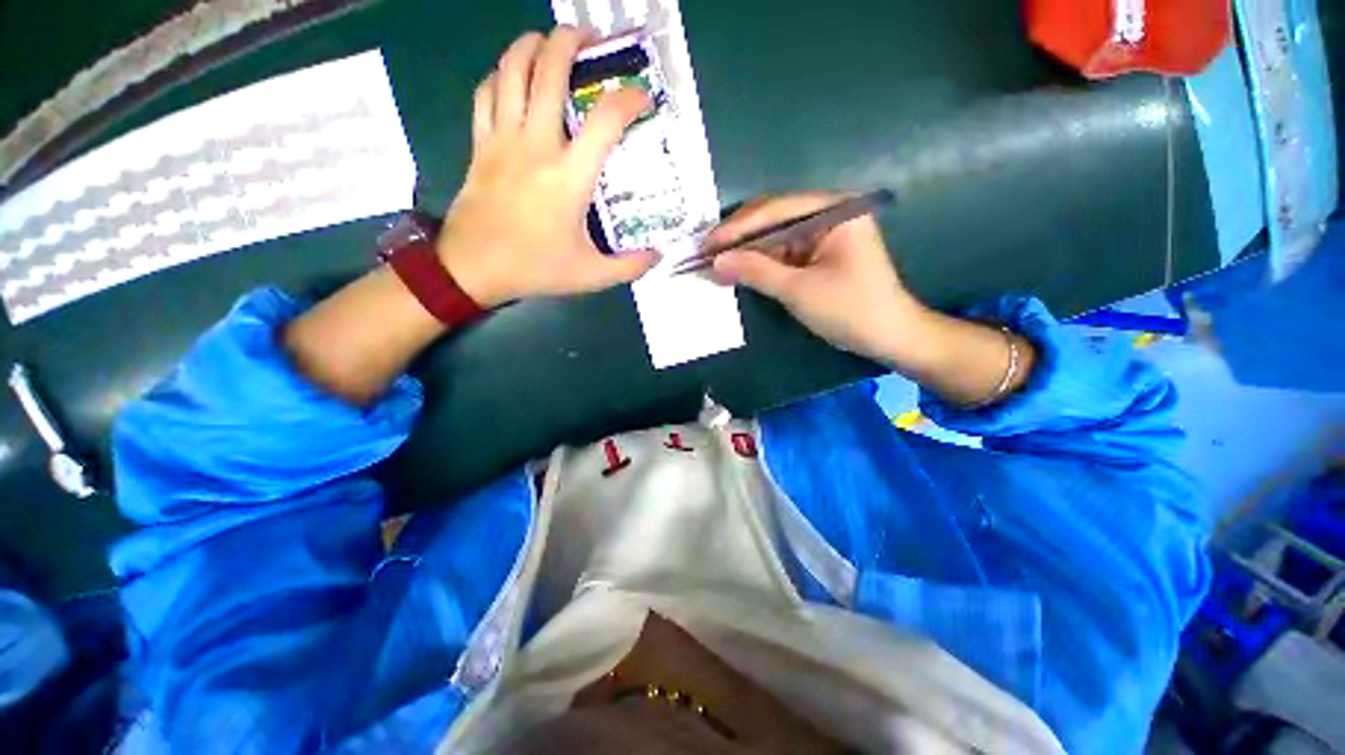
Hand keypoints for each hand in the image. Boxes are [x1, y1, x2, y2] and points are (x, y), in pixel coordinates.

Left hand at [436, 28, 659, 307]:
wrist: (472, 268)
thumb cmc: (535, 268)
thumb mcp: (591, 275)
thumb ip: (630, 266)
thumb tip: (659, 255)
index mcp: (569, 176)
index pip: (605, 121)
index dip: (628, 100)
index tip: (642, 96)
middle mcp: (536, 145)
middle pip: (549, 72)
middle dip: (571, 42)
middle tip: (589, 37)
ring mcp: (502, 140)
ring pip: (511, 71)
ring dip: (531, 45)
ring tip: (549, 40)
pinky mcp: (480, 144)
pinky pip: (485, 94)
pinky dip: (499, 76)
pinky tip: (510, 77)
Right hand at [709, 193, 932, 363]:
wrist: (888, 337)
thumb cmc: (850, 310)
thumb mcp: (798, 290)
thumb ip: (756, 271)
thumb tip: (716, 261)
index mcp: (834, 210)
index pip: (776, 210)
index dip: (738, 227)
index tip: (707, 243)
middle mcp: (829, 214)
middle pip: (774, 219)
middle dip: (740, 238)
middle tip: (706, 253)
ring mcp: (823, 235)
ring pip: (775, 237)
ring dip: (747, 252)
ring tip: (715, 263)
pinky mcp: (818, 256)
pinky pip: (783, 253)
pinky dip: (761, 264)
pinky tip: (739, 270)